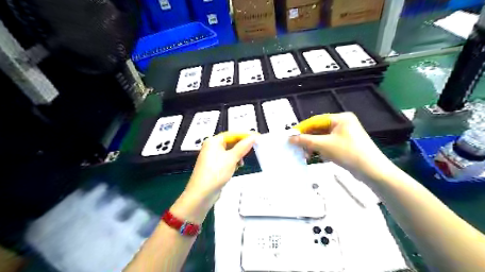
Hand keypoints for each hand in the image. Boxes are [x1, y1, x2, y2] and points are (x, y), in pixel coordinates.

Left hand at [184, 131, 256, 201]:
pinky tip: (237, 166)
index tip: (257, 136)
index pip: (233, 134)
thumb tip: (253, 137)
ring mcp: (213, 157)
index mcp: (214, 141)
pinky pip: (227, 159)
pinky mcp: (215, 166)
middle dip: (242, 146)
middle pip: (231, 142)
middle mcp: (212, 147)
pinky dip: (233, 161)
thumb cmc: (215, 174)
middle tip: (254, 147)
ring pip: (230, 151)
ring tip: (242, 161)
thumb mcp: (231, 158)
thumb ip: (243, 147)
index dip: (245, 135)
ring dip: (238, 155)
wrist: (202, 194)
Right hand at [290, 112, 390, 179]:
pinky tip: (317, 157)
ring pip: (323, 138)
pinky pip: (329, 144)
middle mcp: (343, 124)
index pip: (316, 120)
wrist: (372, 171)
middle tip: (297, 147)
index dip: (302, 128)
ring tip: (306, 155)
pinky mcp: (346, 145)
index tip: (290, 136)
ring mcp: (345, 135)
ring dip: (314, 146)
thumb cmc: (348, 153)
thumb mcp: (324, 145)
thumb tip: (290, 138)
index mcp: (340, 118)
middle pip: (319, 129)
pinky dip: (322, 150)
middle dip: (308, 139)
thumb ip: (306, 140)